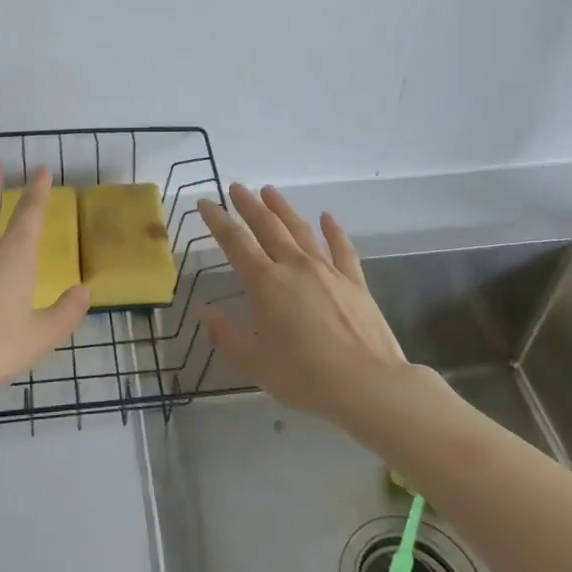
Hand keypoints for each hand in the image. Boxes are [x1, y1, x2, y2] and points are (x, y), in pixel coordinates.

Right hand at [196, 183, 409, 427]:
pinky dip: (333, 230)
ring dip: (283, 208)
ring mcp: (328, 270)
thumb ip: (226, 334)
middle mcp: (294, 266)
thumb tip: (204, 312)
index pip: (235, 243)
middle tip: (236, 187)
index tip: (205, 202)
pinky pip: (341, 248)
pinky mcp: (355, 281)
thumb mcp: (254, 362)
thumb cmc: (304, 375)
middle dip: (249, 205)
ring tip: (270, 191)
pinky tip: (327, 217)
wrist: (367, 384)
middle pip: (268, 226)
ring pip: (301, 230)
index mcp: (266, 283)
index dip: (218, 221)